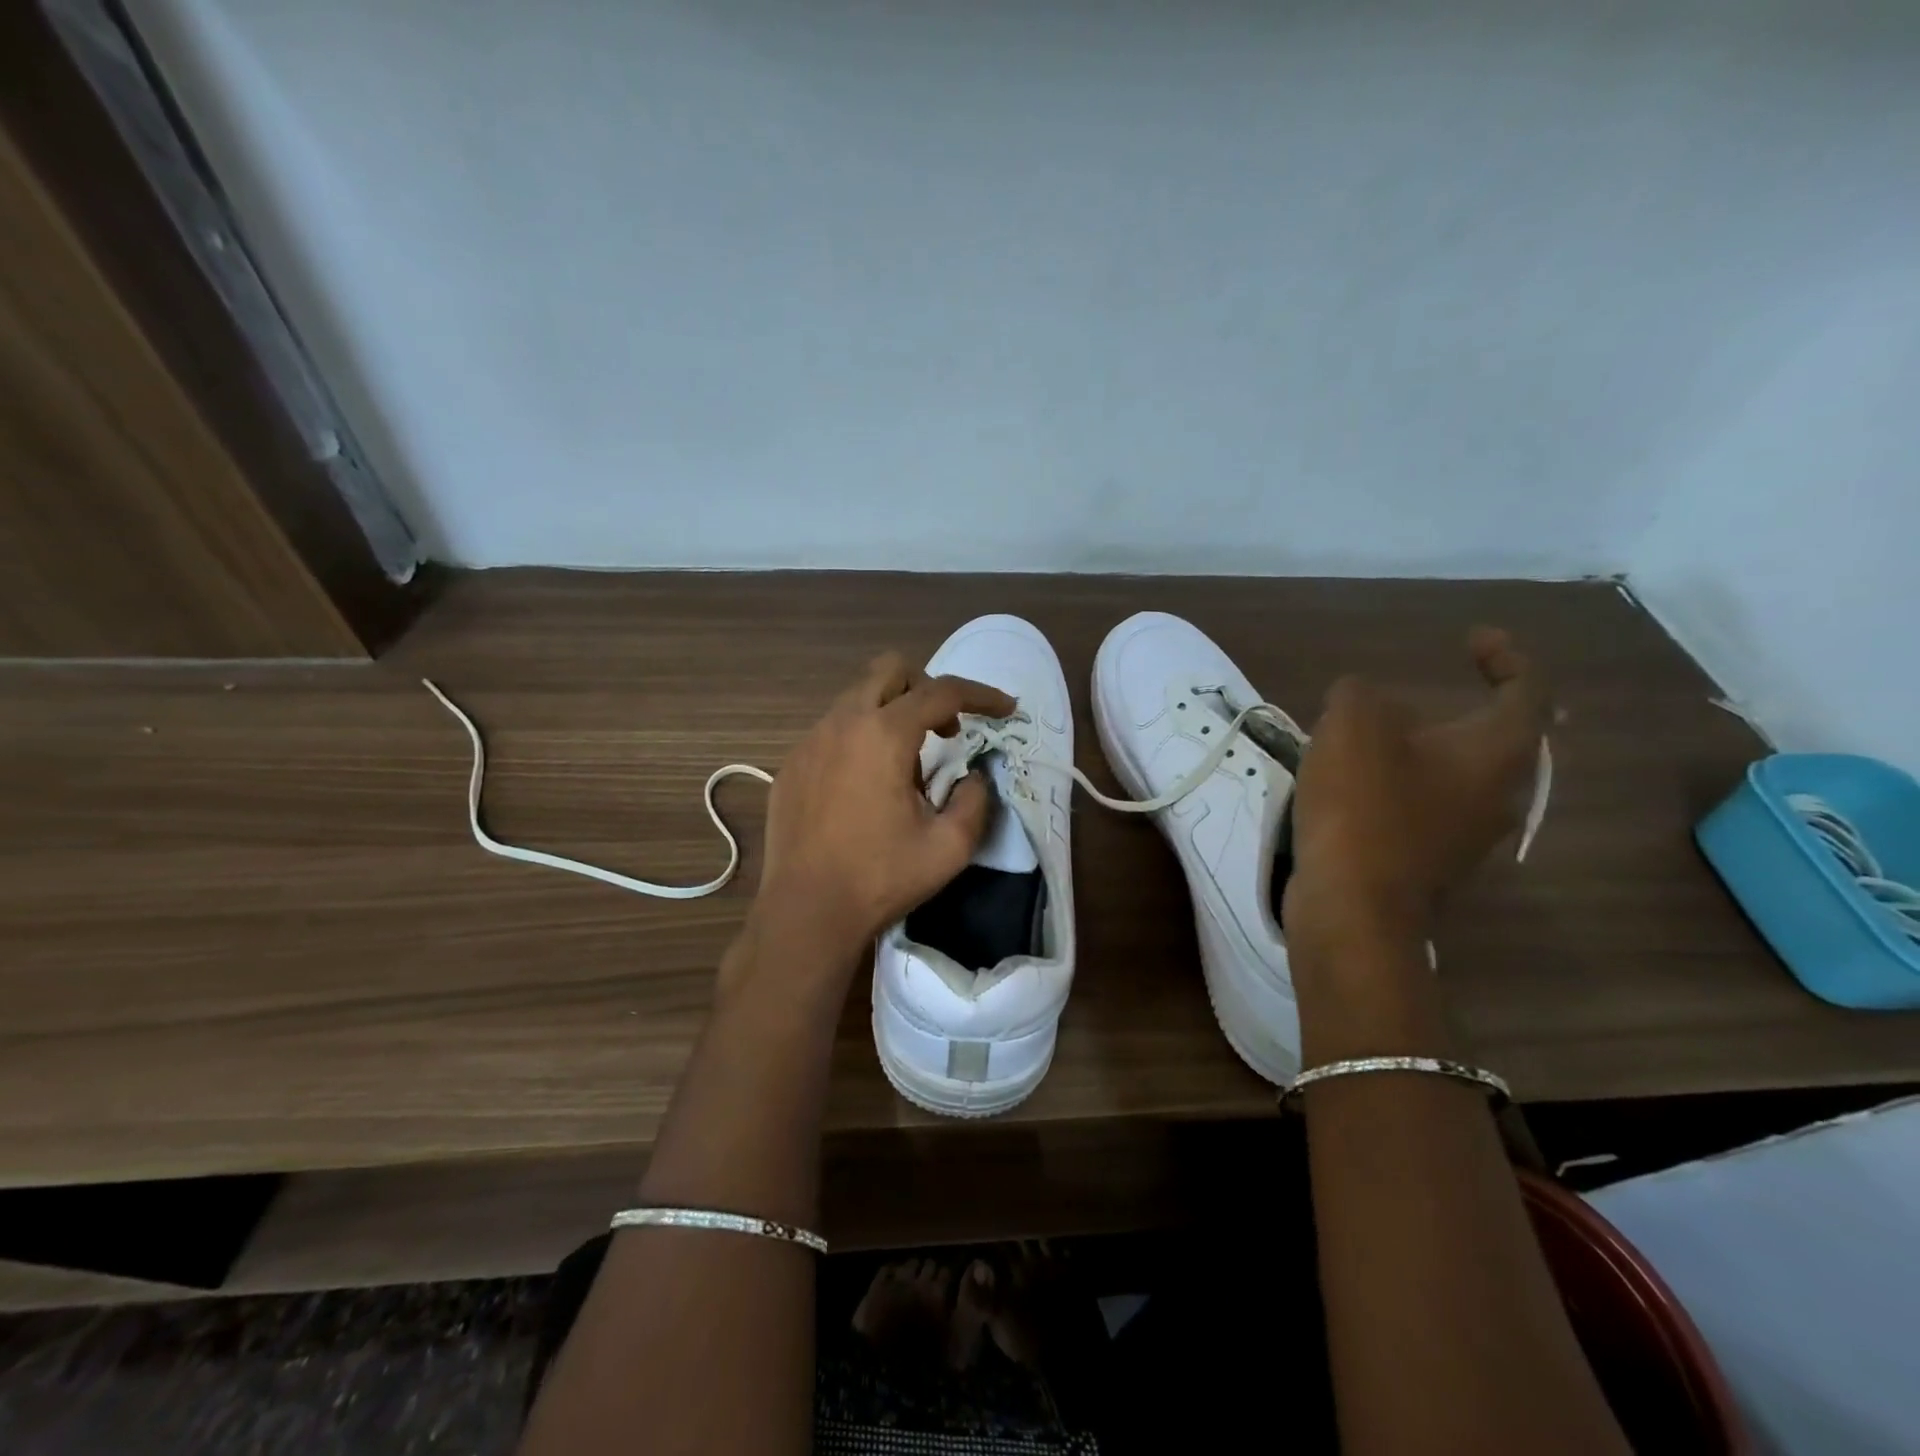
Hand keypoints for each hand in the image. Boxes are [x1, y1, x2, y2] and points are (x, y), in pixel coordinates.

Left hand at [750, 652, 1014, 967]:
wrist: (805, 912)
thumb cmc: (880, 878)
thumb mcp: (949, 847)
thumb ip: (975, 801)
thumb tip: (972, 777)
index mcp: (883, 735)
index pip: (942, 691)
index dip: (981, 694)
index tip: (1005, 709)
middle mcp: (842, 724)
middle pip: (889, 670)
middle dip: (927, 687)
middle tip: (946, 730)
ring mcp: (809, 742)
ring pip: (857, 699)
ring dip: (891, 715)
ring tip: (905, 768)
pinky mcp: (791, 765)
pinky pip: (833, 731)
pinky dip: (860, 740)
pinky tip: (865, 787)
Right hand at [1283, 628, 1551, 956]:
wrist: (1354, 904)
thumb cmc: (1364, 806)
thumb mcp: (1351, 725)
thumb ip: (1359, 694)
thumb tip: (1363, 698)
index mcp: (1495, 751)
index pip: (1527, 690)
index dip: (1506, 656)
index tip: (1471, 639)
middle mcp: (1499, 792)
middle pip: (1498, 737)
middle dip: (1467, 706)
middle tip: (1428, 688)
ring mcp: (1468, 832)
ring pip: (1461, 774)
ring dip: (1428, 747)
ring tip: (1378, 733)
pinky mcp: (1432, 859)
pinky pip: (1430, 804)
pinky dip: (1405, 781)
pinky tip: (1360, 780)